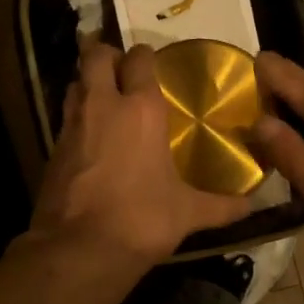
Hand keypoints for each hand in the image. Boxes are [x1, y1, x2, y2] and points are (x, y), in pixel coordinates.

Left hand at [30, 43, 252, 268]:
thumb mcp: (188, 214)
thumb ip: (221, 206)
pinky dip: (76, 118)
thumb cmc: (142, 220)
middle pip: (95, 58)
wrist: (81, 249)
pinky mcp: (52, 150)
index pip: (138, 61)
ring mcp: (71, 126)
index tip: (151, 60)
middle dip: (105, 54)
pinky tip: (90, 137)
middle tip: (120, 66)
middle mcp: (102, 106)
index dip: (144, 55)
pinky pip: (65, 119)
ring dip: (87, 83)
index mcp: (141, 110)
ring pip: (74, 84)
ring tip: (104, 96)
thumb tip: (252, 207)